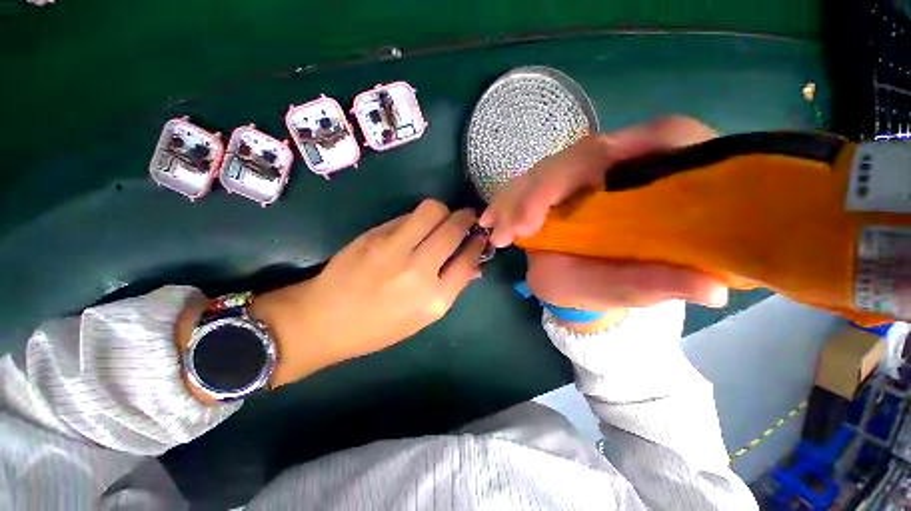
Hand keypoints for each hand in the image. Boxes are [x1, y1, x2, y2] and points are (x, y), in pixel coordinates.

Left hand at [251, 199, 485, 386]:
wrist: (323, 321)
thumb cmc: (378, 328)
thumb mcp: (422, 318)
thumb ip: (451, 287)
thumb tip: (474, 264)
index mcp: (434, 299)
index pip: (469, 259)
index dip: (478, 243)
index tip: (480, 236)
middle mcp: (419, 271)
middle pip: (453, 228)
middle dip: (467, 218)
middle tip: (467, 218)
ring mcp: (394, 249)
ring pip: (432, 210)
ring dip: (444, 211)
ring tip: (442, 219)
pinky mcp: (374, 236)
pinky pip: (407, 216)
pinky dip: (419, 218)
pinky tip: (417, 227)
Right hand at [480, 116, 727, 329]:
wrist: (592, 281)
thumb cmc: (619, 283)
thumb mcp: (641, 288)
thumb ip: (665, 284)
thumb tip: (712, 289)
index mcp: (665, 173)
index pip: (647, 141)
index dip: (590, 168)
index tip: (542, 218)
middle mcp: (628, 162)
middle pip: (579, 156)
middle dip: (538, 192)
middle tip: (508, 230)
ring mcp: (588, 171)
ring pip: (548, 168)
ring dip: (516, 197)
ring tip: (495, 228)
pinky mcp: (561, 183)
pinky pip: (532, 181)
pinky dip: (509, 200)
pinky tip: (492, 219)